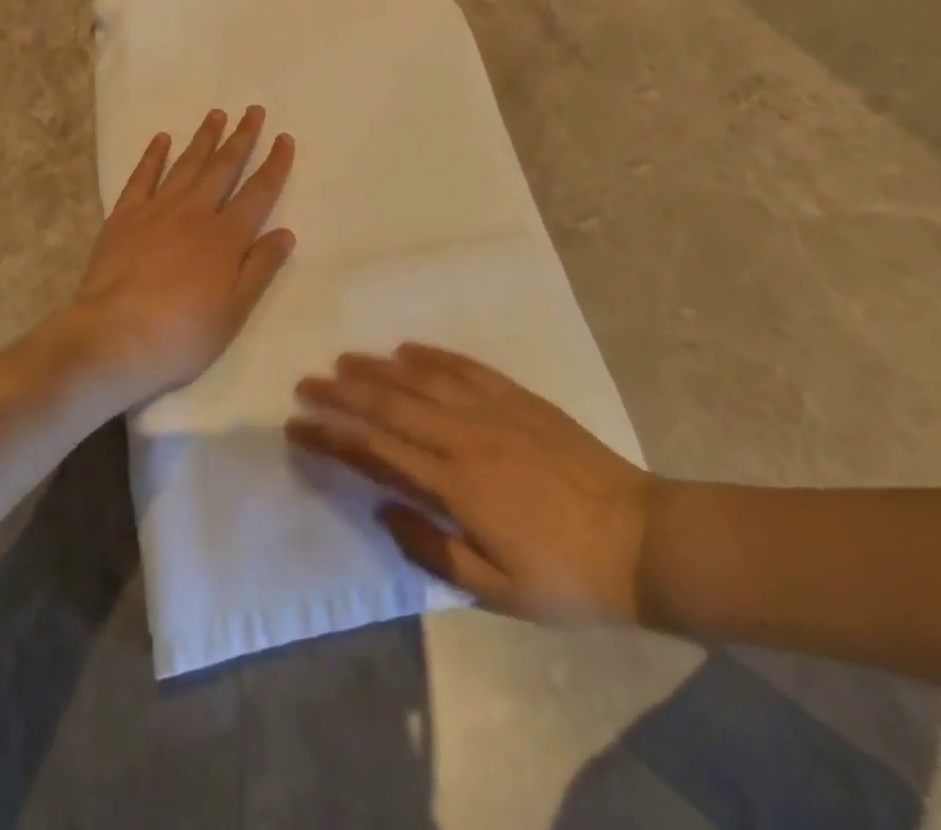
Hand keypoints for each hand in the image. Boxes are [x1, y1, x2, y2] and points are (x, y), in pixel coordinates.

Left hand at [68, 107, 295, 405]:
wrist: (113, 338)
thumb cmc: (181, 335)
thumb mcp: (233, 312)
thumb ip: (260, 269)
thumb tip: (285, 232)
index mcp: (226, 238)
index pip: (259, 192)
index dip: (274, 164)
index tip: (284, 138)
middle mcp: (195, 213)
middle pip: (223, 167)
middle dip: (241, 137)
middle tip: (253, 110)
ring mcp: (157, 211)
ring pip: (186, 165)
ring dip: (203, 138)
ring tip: (216, 114)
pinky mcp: (124, 217)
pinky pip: (142, 178)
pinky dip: (153, 156)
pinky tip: (161, 139)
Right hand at [285, 344, 654, 625]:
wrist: (642, 539)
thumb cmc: (567, 577)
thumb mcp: (498, 591)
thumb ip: (434, 547)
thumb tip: (384, 508)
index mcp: (455, 484)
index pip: (376, 451)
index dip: (332, 436)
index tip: (298, 424)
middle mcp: (464, 436)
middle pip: (390, 404)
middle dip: (342, 392)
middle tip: (306, 381)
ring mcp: (494, 410)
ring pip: (422, 379)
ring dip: (379, 367)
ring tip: (345, 359)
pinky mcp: (519, 398)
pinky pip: (466, 367)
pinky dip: (433, 355)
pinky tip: (408, 349)